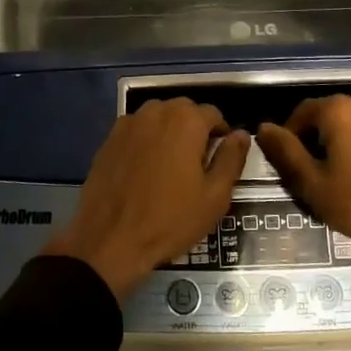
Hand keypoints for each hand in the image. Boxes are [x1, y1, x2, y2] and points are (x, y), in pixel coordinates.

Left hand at [44, 98, 250, 298]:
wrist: (109, 239)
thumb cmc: (169, 220)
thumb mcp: (214, 196)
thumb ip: (231, 159)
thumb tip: (242, 135)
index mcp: (186, 120)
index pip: (213, 114)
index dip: (221, 135)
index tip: (221, 159)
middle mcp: (156, 111)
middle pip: (184, 111)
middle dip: (195, 130)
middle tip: (197, 165)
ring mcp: (129, 122)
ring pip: (159, 118)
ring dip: (169, 132)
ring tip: (171, 166)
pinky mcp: (109, 138)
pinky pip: (137, 130)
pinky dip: (146, 141)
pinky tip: (145, 169)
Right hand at [256, 97, 350, 296]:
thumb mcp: (314, 185)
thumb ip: (286, 153)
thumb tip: (263, 128)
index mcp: (338, 110)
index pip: (301, 113)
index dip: (290, 137)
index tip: (291, 165)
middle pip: (329, 115)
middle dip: (318, 138)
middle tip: (316, 173)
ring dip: (345, 141)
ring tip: (346, 174)